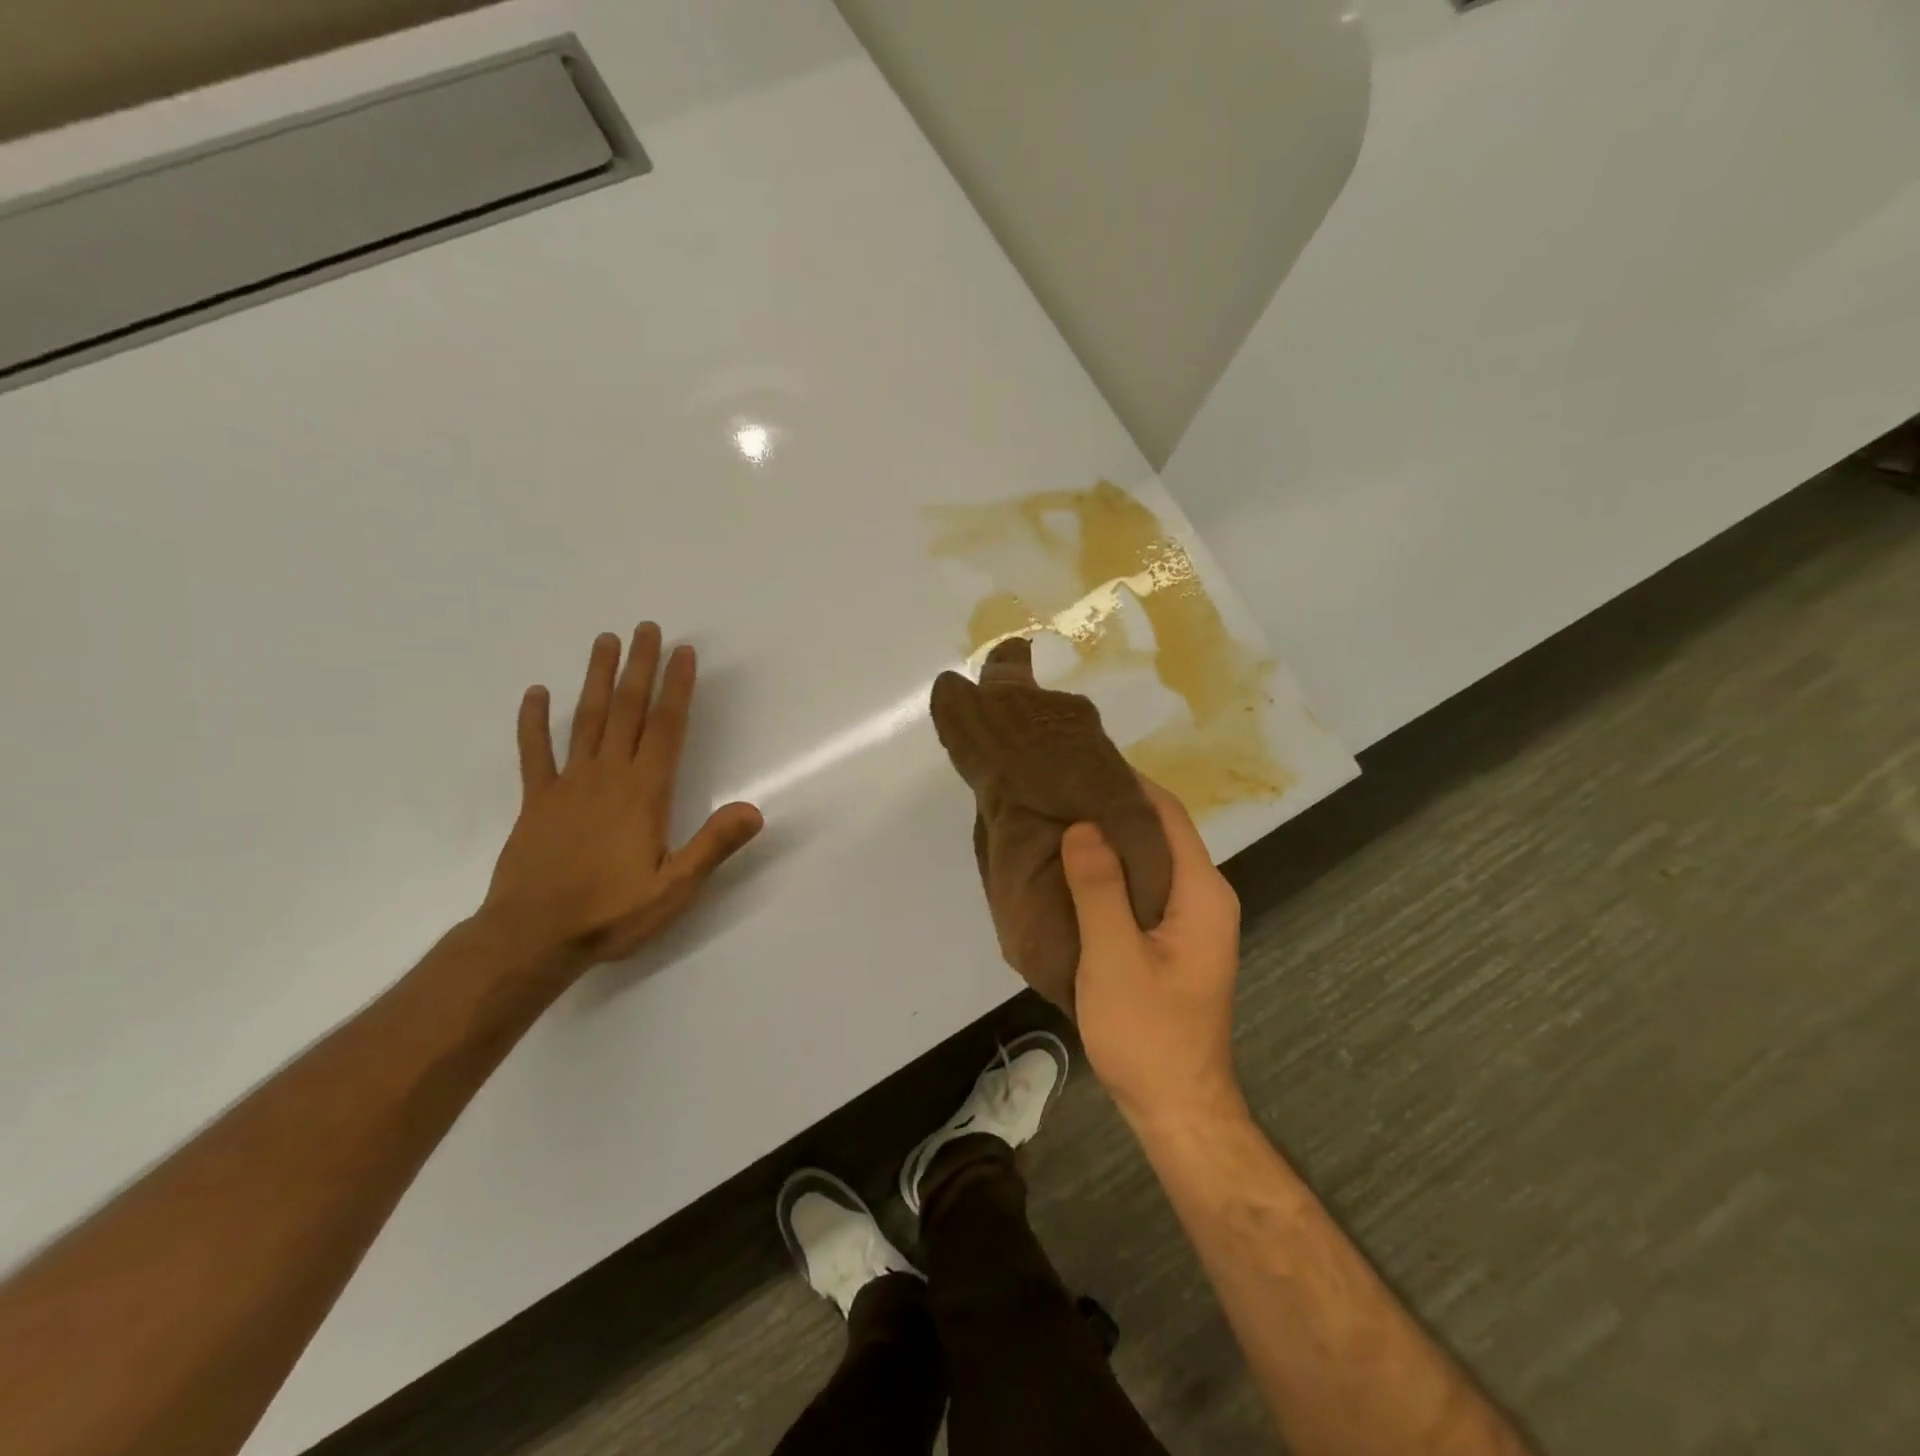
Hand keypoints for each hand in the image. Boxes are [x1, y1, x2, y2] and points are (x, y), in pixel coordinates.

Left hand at [481, 625, 763, 975]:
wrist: (531, 938)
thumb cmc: (610, 913)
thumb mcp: (674, 888)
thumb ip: (713, 846)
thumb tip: (754, 809)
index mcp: (643, 794)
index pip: (665, 728)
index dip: (676, 688)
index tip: (682, 653)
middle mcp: (607, 777)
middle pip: (626, 711)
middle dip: (639, 667)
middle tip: (645, 628)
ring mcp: (567, 785)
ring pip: (585, 720)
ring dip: (597, 679)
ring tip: (605, 641)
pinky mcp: (537, 801)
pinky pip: (535, 753)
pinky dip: (534, 721)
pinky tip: (536, 693)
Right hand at [1062, 777, 1244, 1128]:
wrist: (1175, 1107)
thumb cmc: (1147, 1033)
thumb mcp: (1114, 958)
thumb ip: (1099, 888)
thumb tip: (1082, 823)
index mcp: (1201, 891)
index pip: (1165, 814)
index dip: (1125, 783)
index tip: (1078, 762)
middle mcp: (1204, 895)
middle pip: (1158, 832)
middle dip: (1111, 807)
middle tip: (1056, 790)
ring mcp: (1191, 919)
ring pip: (1147, 860)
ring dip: (1108, 839)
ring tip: (1057, 820)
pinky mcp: (1174, 938)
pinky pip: (1141, 886)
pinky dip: (1111, 871)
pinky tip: (1073, 870)